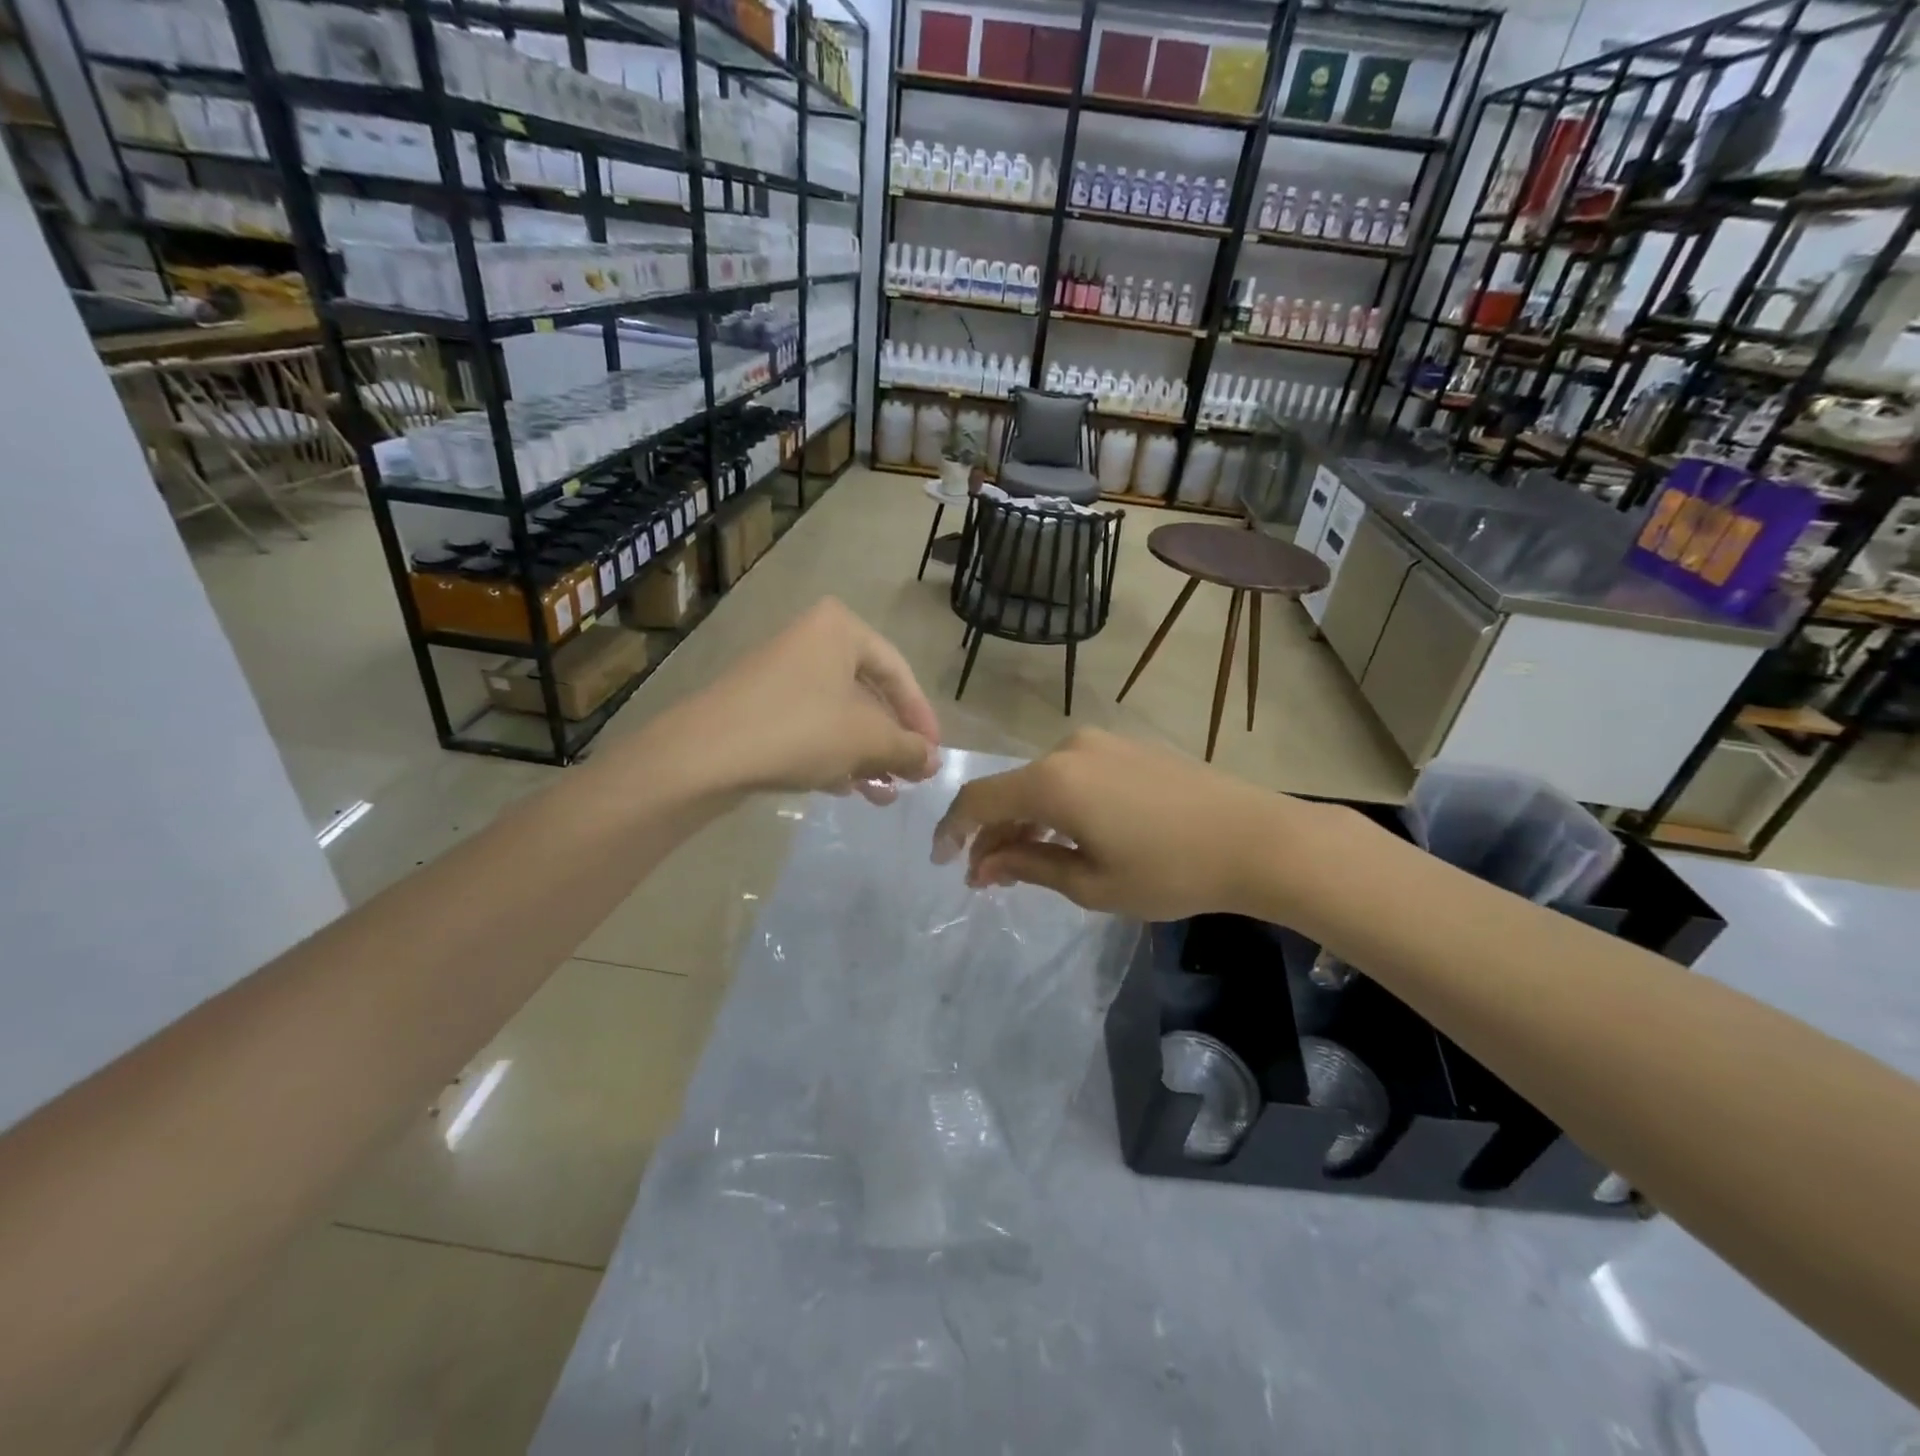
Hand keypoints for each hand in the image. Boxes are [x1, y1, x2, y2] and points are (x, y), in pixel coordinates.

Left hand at [655, 598, 940, 802]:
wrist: (705, 754)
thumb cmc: (801, 730)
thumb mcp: (868, 740)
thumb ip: (909, 748)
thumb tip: (934, 761)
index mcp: (840, 629)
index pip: (899, 672)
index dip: (921, 718)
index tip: (934, 754)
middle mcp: (810, 641)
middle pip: (868, 695)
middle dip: (891, 742)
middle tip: (910, 777)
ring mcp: (780, 673)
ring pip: (839, 716)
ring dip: (865, 756)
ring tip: (884, 794)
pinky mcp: (759, 706)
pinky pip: (810, 727)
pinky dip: (833, 755)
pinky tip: (847, 789)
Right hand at [931, 728, 1340, 922]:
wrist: (1256, 838)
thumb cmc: (1170, 871)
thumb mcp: (1092, 883)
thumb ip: (1028, 866)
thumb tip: (982, 865)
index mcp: (1053, 781)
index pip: (980, 799)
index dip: (953, 829)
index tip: (942, 861)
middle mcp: (1068, 749)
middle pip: (1010, 790)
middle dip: (992, 833)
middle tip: (988, 877)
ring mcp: (1101, 743)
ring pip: (1042, 782)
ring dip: (1026, 820)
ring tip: (1025, 861)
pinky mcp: (1127, 747)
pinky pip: (1072, 774)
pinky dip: (1057, 805)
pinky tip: (1067, 835)